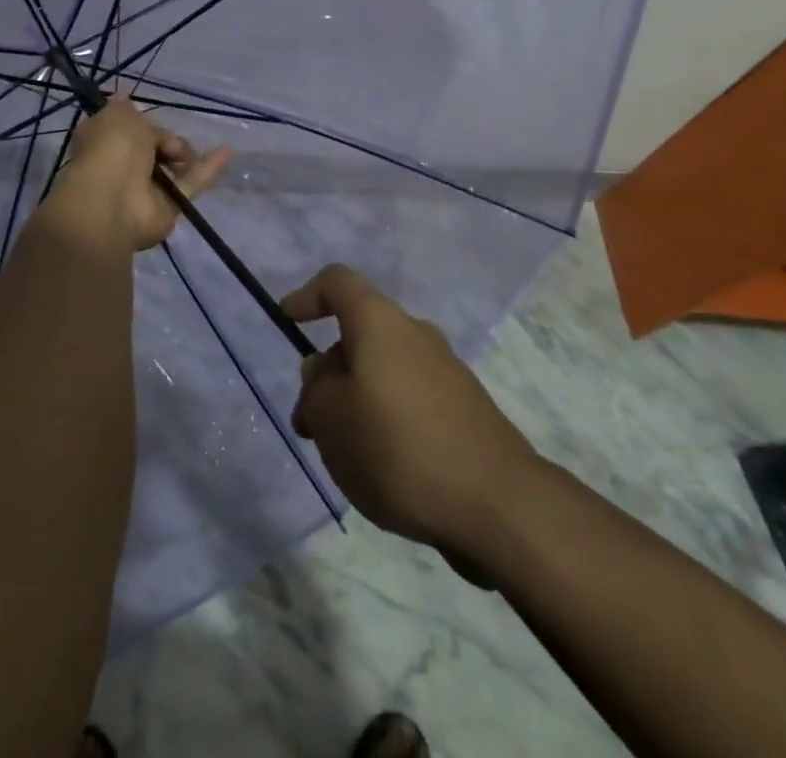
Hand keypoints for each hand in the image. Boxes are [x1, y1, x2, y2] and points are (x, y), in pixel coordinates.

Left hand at [44, 97, 229, 251]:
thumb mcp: (117, 115)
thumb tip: (123, 95)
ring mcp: (145, 187)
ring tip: (187, 154)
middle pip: (154, 144)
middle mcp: (122, 163)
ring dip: (186, 153)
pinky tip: (227, 151)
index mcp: (104, 140)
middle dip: (166, 138)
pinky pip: (191, 183)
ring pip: (173, 164)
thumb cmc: (111, 150)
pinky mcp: (169, 205)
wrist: (113, 201)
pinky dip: (208, 168)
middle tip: (167, 141)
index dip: (140, 120)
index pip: (128, 125)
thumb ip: (126, 107)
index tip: (149, 114)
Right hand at [283, 263, 534, 562]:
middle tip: (310, 423)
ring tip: (343, 454)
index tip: (287, 321)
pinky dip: (388, 418)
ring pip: (385, 370)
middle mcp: (416, 333)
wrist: (499, 503)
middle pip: (360, 334)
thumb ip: (316, 387)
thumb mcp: (330, 418)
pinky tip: (385, 467)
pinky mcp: (467, 409)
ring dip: (357, 399)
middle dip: (328, 371)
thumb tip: (325, 370)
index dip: (307, 295)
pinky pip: (412, 398)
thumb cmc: (398, 447)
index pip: (338, 282)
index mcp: (380, 322)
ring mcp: (447, 371)